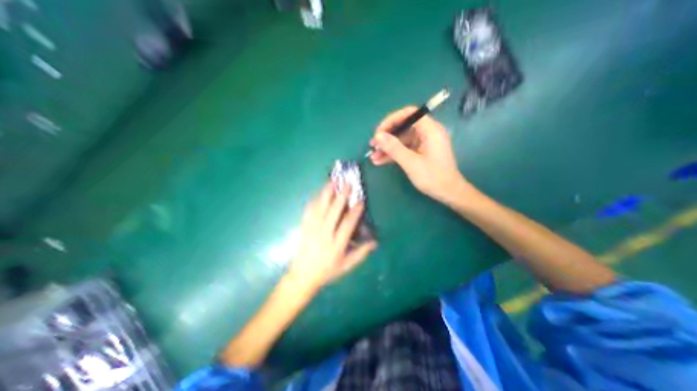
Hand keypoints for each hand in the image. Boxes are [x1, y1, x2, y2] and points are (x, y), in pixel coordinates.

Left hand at [288, 182, 378, 288]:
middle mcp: (324, 234)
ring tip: (333, 181)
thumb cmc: (327, 271)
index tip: (361, 201)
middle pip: (333, 211)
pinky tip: (319, 192)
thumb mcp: (347, 266)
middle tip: (348, 184)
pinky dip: (315, 199)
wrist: (302, 276)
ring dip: (327, 193)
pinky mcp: (304, 227)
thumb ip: (361, 253)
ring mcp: (312, 229)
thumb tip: (375, 242)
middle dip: (341, 196)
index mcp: (336, 245)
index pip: (347, 224)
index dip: (355, 211)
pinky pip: (309, 210)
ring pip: (320, 207)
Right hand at [369, 106, 473, 203]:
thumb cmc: (433, 177)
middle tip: (373, 146)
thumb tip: (378, 136)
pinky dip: (393, 155)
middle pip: (403, 127)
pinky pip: (404, 149)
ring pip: (402, 140)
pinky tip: (380, 161)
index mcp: (430, 130)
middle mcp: (427, 133)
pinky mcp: (420, 152)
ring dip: (387, 148)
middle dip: (387, 137)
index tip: (379, 132)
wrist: (448, 193)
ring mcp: (423, 143)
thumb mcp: (410, 162)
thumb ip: (394, 148)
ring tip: (373, 157)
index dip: (391, 120)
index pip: (409, 114)